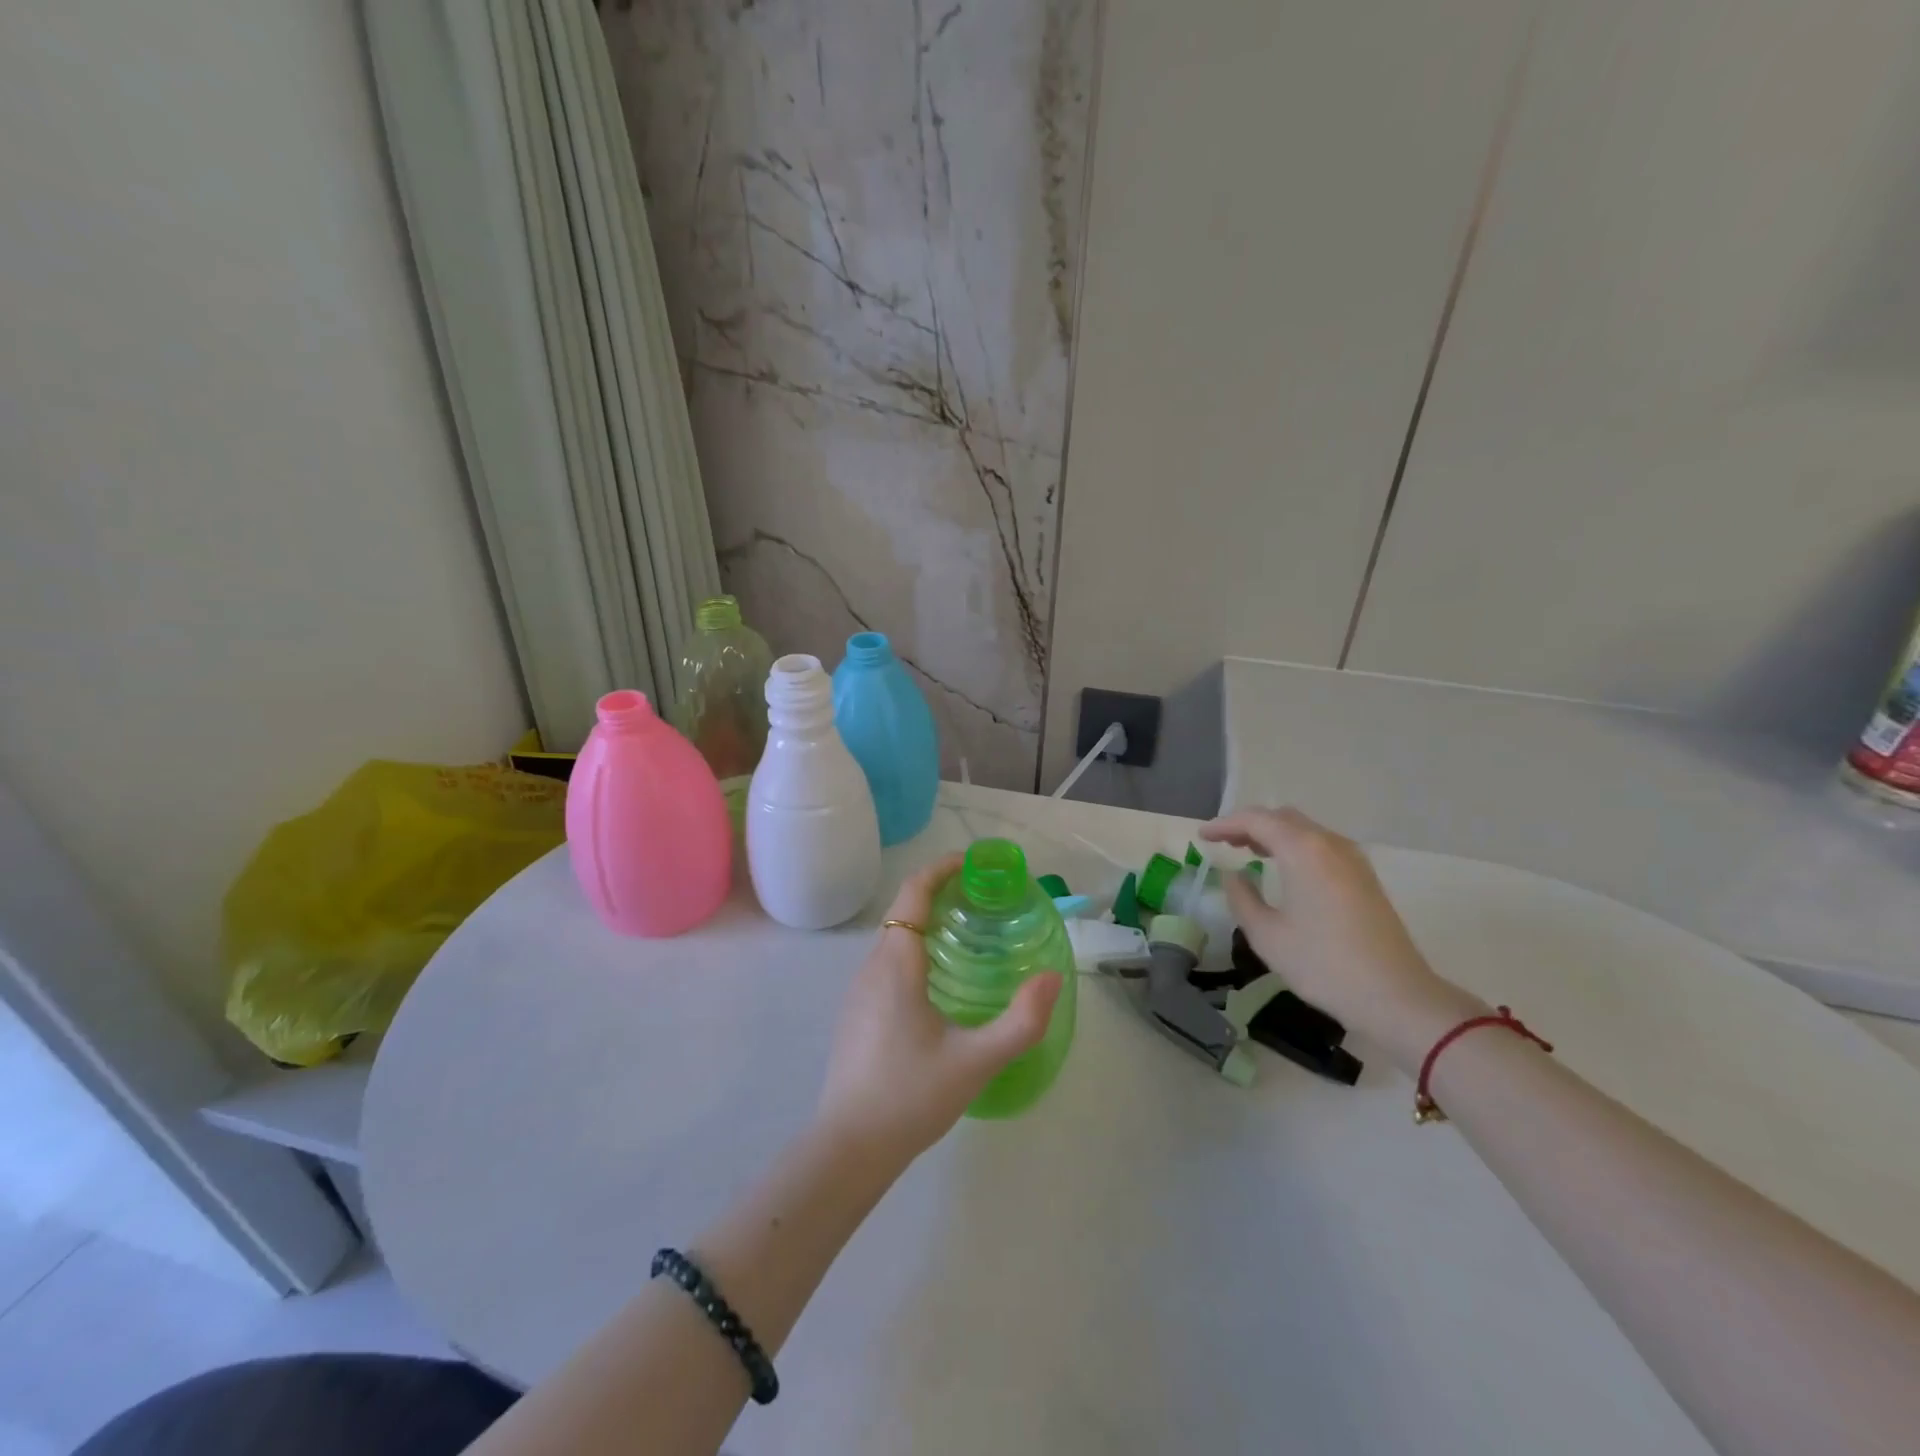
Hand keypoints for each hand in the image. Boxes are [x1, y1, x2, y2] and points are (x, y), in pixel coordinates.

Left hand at [815, 854, 1062, 1167]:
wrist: (849, 1148)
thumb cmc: (910, 1097)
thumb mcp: (976, 1061)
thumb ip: (1021, 1021)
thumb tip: (1052, 976)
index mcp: (896, 964)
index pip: (912, 893)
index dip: (940, 869)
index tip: (973, 864)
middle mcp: (872, 967)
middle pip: (903, 911)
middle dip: (940, 894)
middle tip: (984, 900)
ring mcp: (859, 991)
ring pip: (894, 938)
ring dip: (927, 923)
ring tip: (969, 935)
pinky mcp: (857, 1013)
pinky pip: (888, 962)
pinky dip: (915, 949)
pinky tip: (941, 981)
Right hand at [1200, 807, 1483, 1071]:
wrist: (1397, 996)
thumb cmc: (1324, 965)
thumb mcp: (1268, 935)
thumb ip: (1243, 898)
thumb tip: (1234, 876)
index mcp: (1303, 851)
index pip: (1256, 821)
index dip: (1225, 825)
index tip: (1202, 837)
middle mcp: (1329, 844)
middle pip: (1282, 818)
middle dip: (1249, 824)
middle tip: (1223, 842)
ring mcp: (1352, 859)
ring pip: (1304, 830)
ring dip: (1273, 834)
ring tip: (1247, 851)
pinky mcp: (1364, 877)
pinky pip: (1321, 845)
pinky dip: (1294, 846)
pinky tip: (1283, 868)